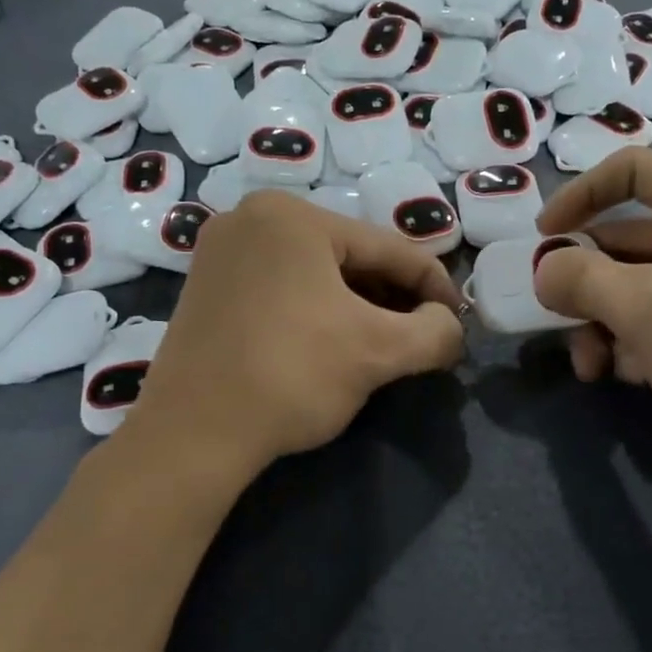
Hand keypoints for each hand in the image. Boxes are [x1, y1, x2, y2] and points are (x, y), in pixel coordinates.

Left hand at [124, 190, 464, 475]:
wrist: (192, 435)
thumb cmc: (291, 376)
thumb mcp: (379, 352)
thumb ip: (435, 332)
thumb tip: (449, 328)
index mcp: (294, 216)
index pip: (390, 249)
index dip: (435, 286)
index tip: (459, 323)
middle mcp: (253, 217)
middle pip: (351, 257)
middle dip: (393, 298)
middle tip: (423, 337)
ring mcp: (223, 251)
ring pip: (317, 273)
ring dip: (359, 306)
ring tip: (386, 344)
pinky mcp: (207, 286)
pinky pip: (283, 287)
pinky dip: (318, 310)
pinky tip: (335, 342)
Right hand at [531, 149, 651, 501]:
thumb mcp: (641, 306)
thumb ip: (580, 277)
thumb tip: (545, 270)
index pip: (631, 171)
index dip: (579, 195)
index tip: (541, 236)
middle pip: (627, 239)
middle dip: (585, 282)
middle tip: (554, 316)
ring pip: (638, 287)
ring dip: (604, 322)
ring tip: (591, 366)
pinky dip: (636, 343)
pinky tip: (629, 376)